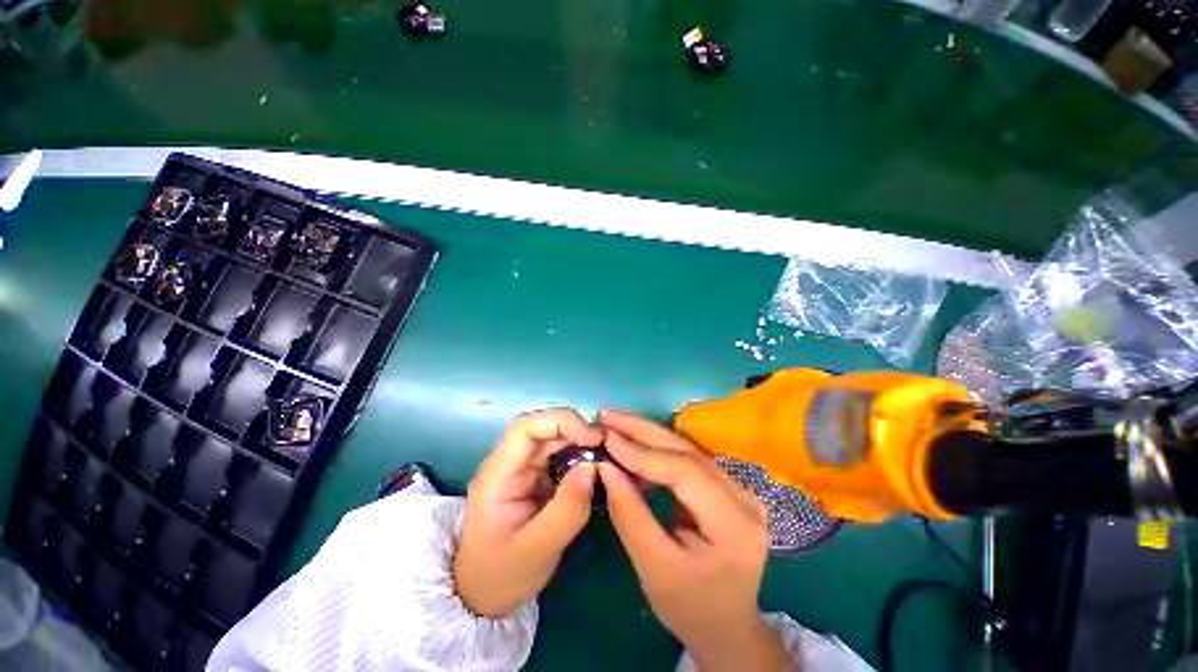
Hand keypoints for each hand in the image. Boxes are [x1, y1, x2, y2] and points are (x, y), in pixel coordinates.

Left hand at [454, 409, 603, 616]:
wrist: (483, 596)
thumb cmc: (502, 575)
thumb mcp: (537, 551)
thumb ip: (567, 510)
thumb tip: (593, 467)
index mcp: (498, 474)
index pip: (526, 428)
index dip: (561, 422)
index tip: (592, 439)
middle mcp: (509, 463)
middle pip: (543, 428)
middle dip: (577, 431)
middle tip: (607, 446)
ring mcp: (522, 468)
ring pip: (553, 439)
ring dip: (580, 441)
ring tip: (605, 455)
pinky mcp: (534, 477)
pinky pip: (559, 455)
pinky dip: (579, 455)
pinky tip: (595, 468)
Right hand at [597, 410, 790, 671]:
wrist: (725, 627)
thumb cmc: (690, 608)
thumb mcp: (653, 568)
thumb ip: (629, 514)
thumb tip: (605, 467)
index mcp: (735, 523)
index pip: (685, 472)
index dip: (643, 452)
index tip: (607, 438)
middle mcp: (743, 496)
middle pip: (687, 451)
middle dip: (642, 430)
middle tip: (607, 415)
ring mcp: (737, 488)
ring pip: (685, 449)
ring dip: (647, 434)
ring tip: (614, 423)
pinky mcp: (725, 487)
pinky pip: (685, 459)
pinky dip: (655, 450)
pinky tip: (633, 444)